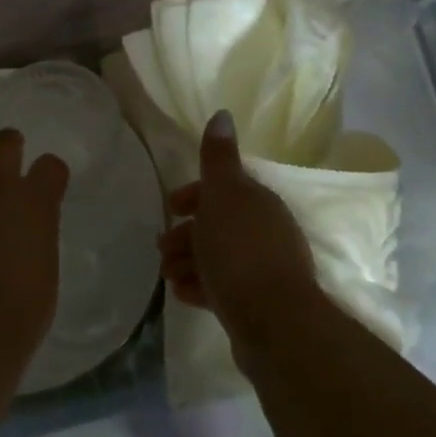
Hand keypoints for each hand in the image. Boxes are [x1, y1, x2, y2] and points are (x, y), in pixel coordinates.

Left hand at [0, 129, 69, 375]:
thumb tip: (24, 240)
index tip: (50, 184)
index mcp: (35, 203)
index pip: (51, 166)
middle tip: (8, 163)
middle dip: (8, 146)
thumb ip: (35, 243)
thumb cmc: (18, 312)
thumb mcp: (43, 273)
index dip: (51, 174)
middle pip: (3, 143)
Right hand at [159, 111, 324, 354]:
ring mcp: (264, 270)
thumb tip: (223, 113)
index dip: (194, 194)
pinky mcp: (257, 304)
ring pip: (218, 256)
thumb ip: (218, 157)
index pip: (224, 188)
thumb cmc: (240, 250)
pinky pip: (222, 287)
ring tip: (167, 275)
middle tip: (161, 248)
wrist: (274, 323)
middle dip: (187, 232)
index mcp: (258, 202)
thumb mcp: (223, 194)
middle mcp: (265, 231)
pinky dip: (200, 285)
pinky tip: (183, 294)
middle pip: (218, 224)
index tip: (171, 207)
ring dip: (189, 260)